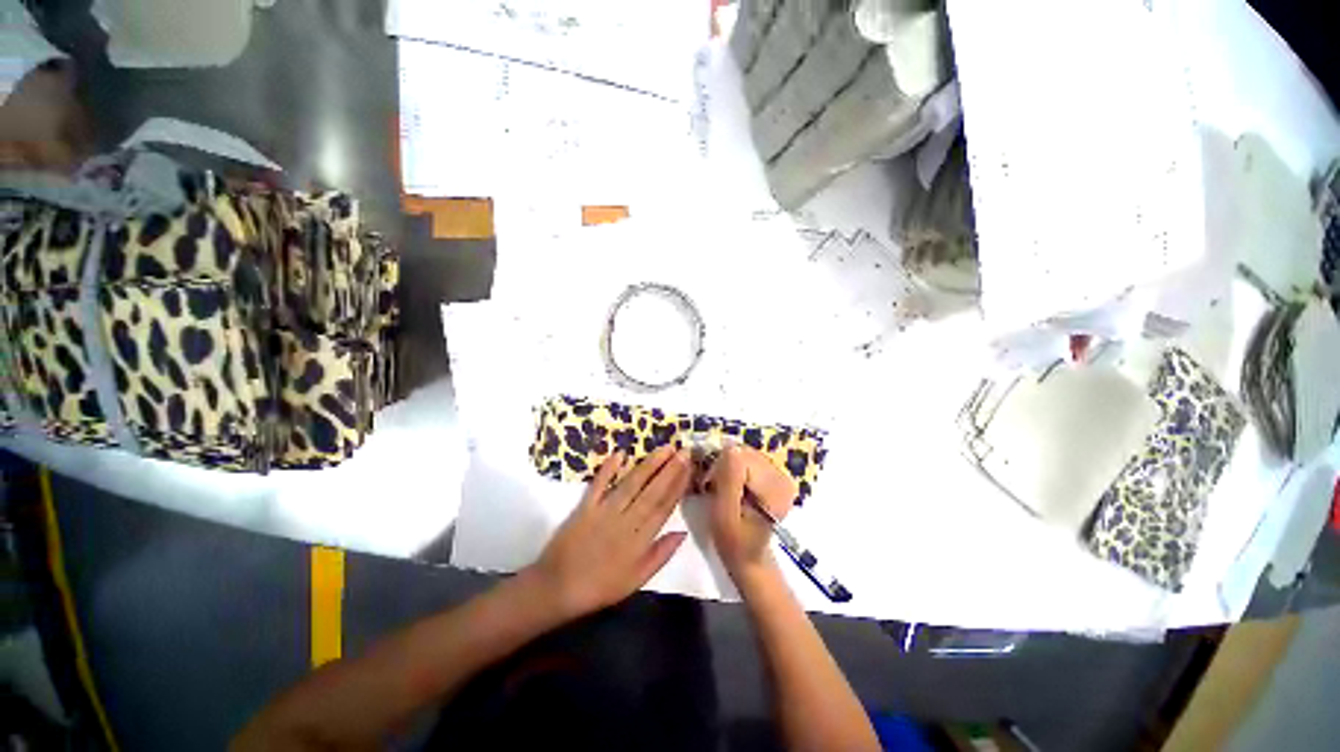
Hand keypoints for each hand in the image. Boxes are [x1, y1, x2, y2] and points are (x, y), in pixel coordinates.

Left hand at [527, 447, 690, 620]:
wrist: (558, 588)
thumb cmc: (601, 587)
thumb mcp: (636, 580)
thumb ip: (660, 555)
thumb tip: (682, 532)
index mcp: (640, 540)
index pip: (664, 507)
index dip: (678, 486)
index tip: (689, 468)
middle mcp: (626, 521)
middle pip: (652, 491)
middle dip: (670, 469)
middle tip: (683, 450)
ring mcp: (605, 511)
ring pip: (631, 484)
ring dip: (648, 465)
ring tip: (664, 448)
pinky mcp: (585, 506)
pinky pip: (599, 484)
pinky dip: (608, 469)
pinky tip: (620, 453)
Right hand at [704, 445, 797, 584]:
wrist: (749, 556)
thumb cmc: (733, 540)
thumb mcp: (724, 514)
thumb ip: (728, 480)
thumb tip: (730, 448)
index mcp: (774, 488)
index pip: (740, 456)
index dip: (720, 467)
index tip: (712, 487)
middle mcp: (782, 476)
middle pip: (743, 452)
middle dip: (725, 465)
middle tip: (717, 489)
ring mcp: (779, 474)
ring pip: (744, 453)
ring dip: (730, 466)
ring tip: (726, 489)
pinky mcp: (773, 474)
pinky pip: (748, 458)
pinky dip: (736, 468)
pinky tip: (735, 486)